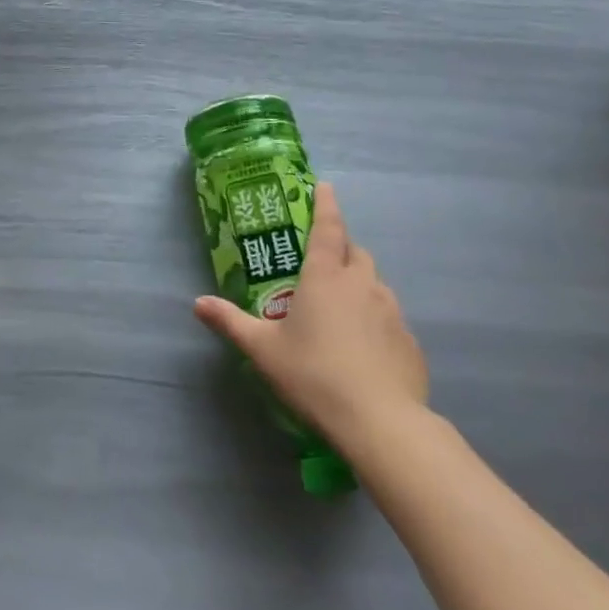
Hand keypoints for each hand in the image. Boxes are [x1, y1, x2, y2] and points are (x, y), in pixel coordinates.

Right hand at [193, 182, 427, 456]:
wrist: (380, 423)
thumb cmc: (314, 375)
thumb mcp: (263, 350)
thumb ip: (230, 321)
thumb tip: (198, 303)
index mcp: (325, 276)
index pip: (328, 227)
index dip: (325, 204)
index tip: (324, 186)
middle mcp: (362, 284)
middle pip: (355, 252)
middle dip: (342, 250)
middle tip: (323, 265)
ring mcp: (392, 312)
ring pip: (375, 284)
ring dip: (359, 286)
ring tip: (341, 311)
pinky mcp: (410, 343)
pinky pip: (390, 320)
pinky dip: (376, 322)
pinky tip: (365, 349)